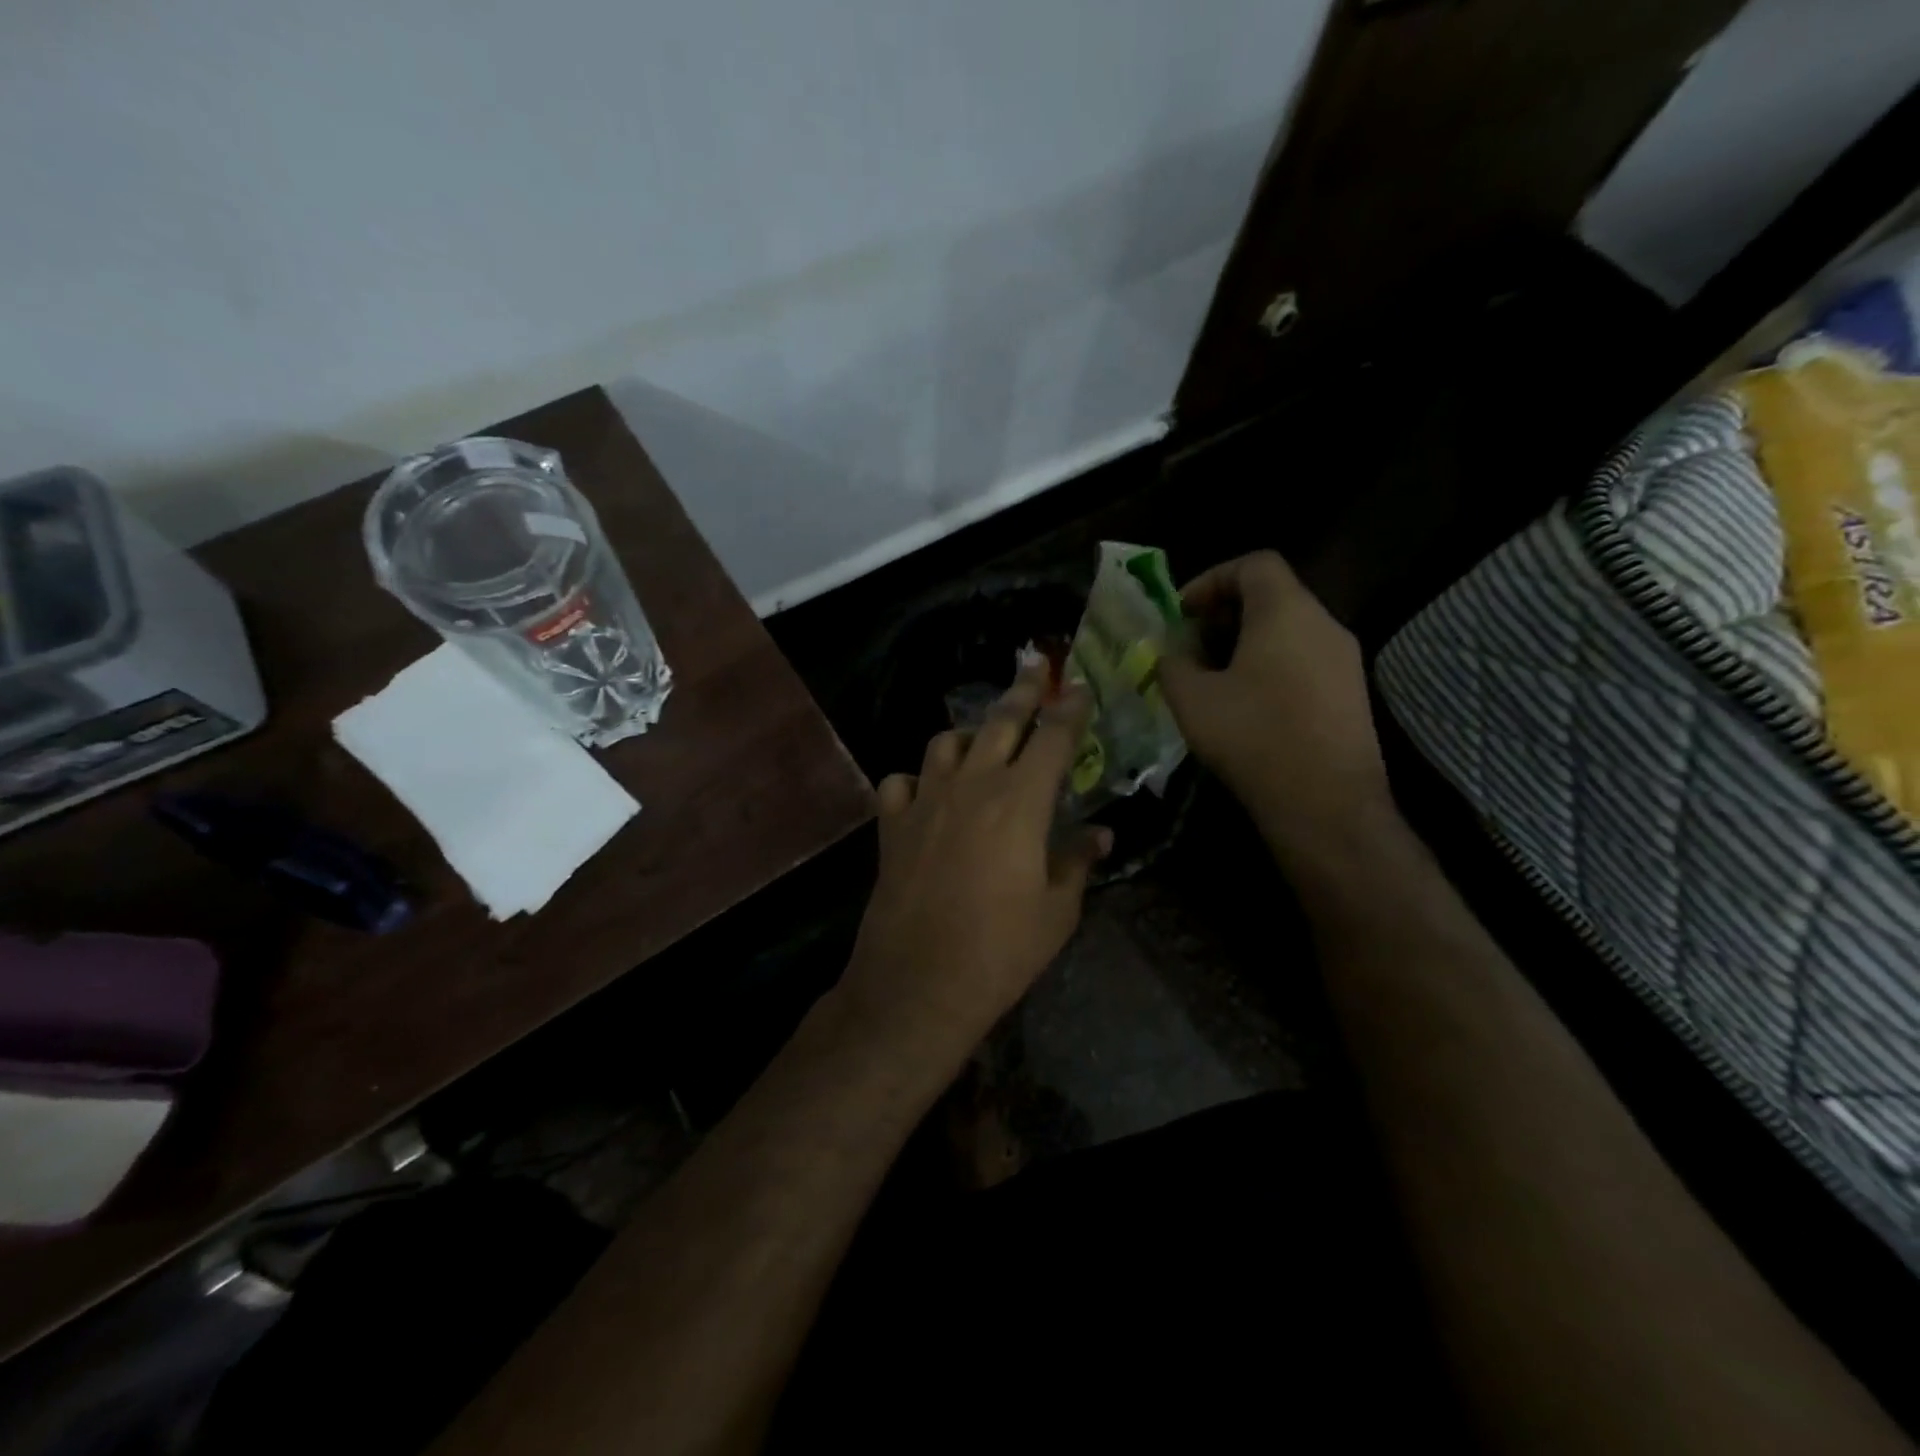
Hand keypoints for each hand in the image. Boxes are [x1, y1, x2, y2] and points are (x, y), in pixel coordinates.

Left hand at [841, 667, 1110, 1061]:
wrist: (918, 983)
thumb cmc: (1001, 951)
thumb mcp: (1057, 912)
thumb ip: (1077, 862)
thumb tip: (1100, 835)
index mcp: (1021, 801)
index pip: (1053, 738)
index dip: (1070, 709)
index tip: (1080, 688)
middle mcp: (972, 786)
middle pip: (999, 722)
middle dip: (1023, 692)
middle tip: (1036, 669)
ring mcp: (925, 801)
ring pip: (944, 742)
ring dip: (968, 735)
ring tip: (980, 743)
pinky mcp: (891, 825)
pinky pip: (900, 782)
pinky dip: (915, 780)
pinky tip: (925, 794)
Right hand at [1158, 551, 1397, 868]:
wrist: (1325, 803)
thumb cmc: (1252, 737)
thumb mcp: (1191, 698)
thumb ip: (1173, 663)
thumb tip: (1173, 653)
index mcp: (1286, 611)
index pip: (1254, 563)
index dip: (1211, 579)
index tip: (1182, 613)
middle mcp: (1324, 624)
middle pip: (1272, 594)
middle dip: (1224, 613)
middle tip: (1190, 646)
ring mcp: (1344, 659)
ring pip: (1289, 629)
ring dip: (1246, 642)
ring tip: (1212, 677)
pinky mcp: (1351, 692)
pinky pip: (1304, 659)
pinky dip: (1271, 665)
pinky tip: (1246, 704)